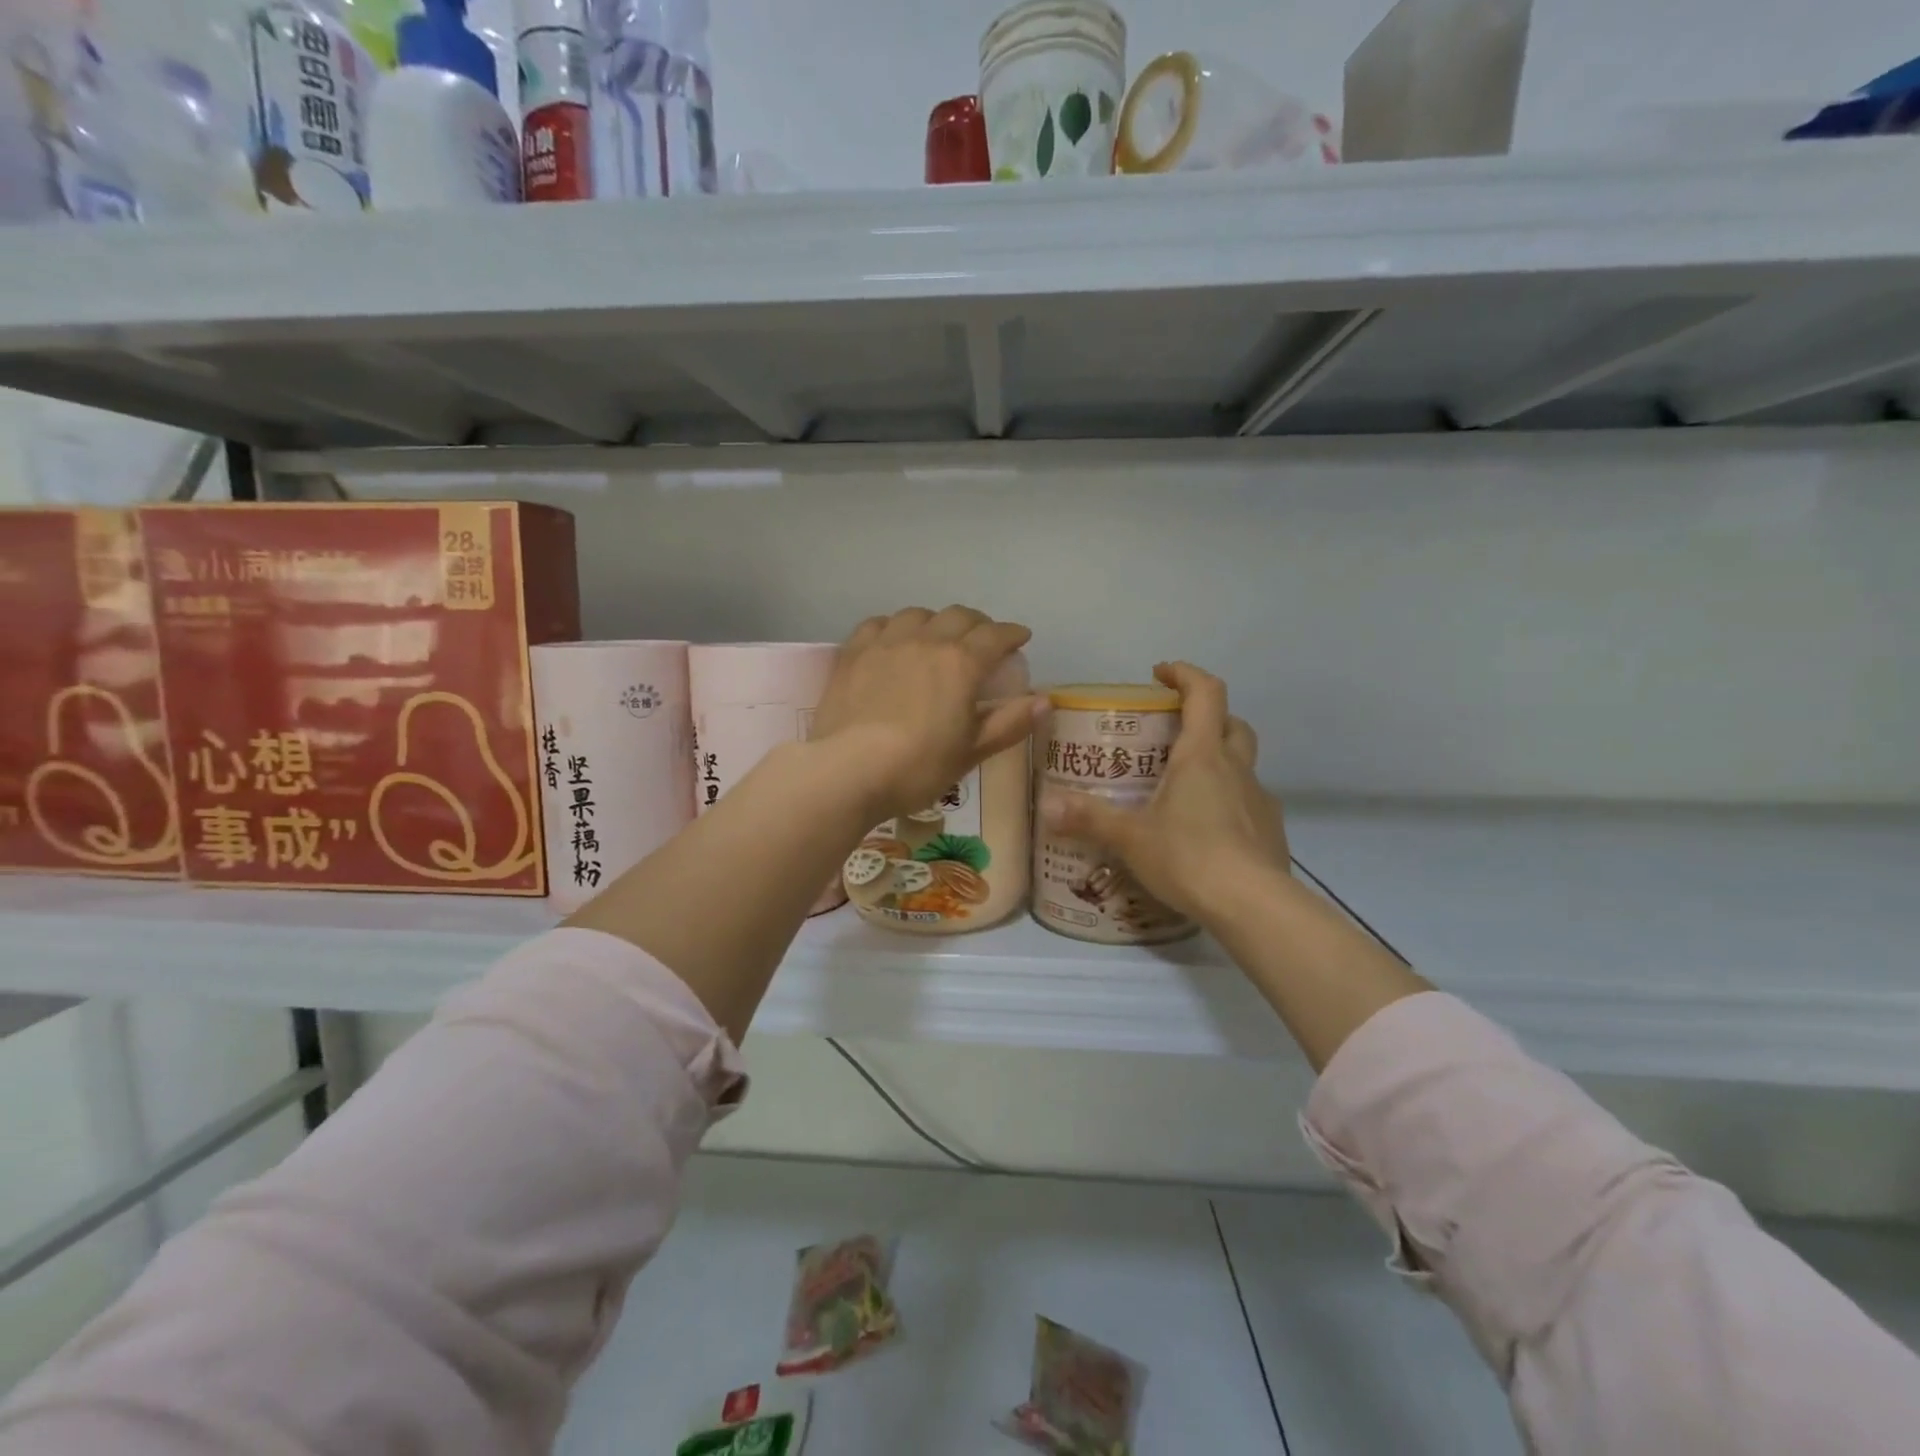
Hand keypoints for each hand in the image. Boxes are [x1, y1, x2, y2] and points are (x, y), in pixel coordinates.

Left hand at [810, 606, 1044, 824]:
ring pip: (918, 614)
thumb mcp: (970, 752)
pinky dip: (895, 626)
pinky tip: (894, 640)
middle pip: (959, 616)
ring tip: (938, 637)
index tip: (1021, 638)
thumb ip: (1008, 723)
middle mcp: (926, 641)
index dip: (1012, 634)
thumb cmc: (918, 767)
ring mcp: (886, 642)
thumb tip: (1045, 701)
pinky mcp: (854, 652)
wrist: (848, 771)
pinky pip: (879, 623)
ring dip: (937, 621)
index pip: (995, 635)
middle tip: (984, 639)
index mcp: (961, 663)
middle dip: (978, 624)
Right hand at [1041, 662, 1288, 921]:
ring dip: (1219, 760)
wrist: (1254, 906)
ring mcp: (1259, 799)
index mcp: (1203, 756)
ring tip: (1185, 787)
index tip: (1160, 673)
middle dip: (1206, 716)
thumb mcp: (1131, 838)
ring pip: (1243, 763)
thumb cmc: (1189, 857)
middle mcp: (1236, 768)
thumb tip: (1046, 806)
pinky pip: (1248, 801)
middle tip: (1173, 732)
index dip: (1185, 674)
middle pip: (1232, 723)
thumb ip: (1089, 819)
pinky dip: (1229, 801)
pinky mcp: (1270, 830)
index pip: (1206, 693)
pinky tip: (1207, 830)